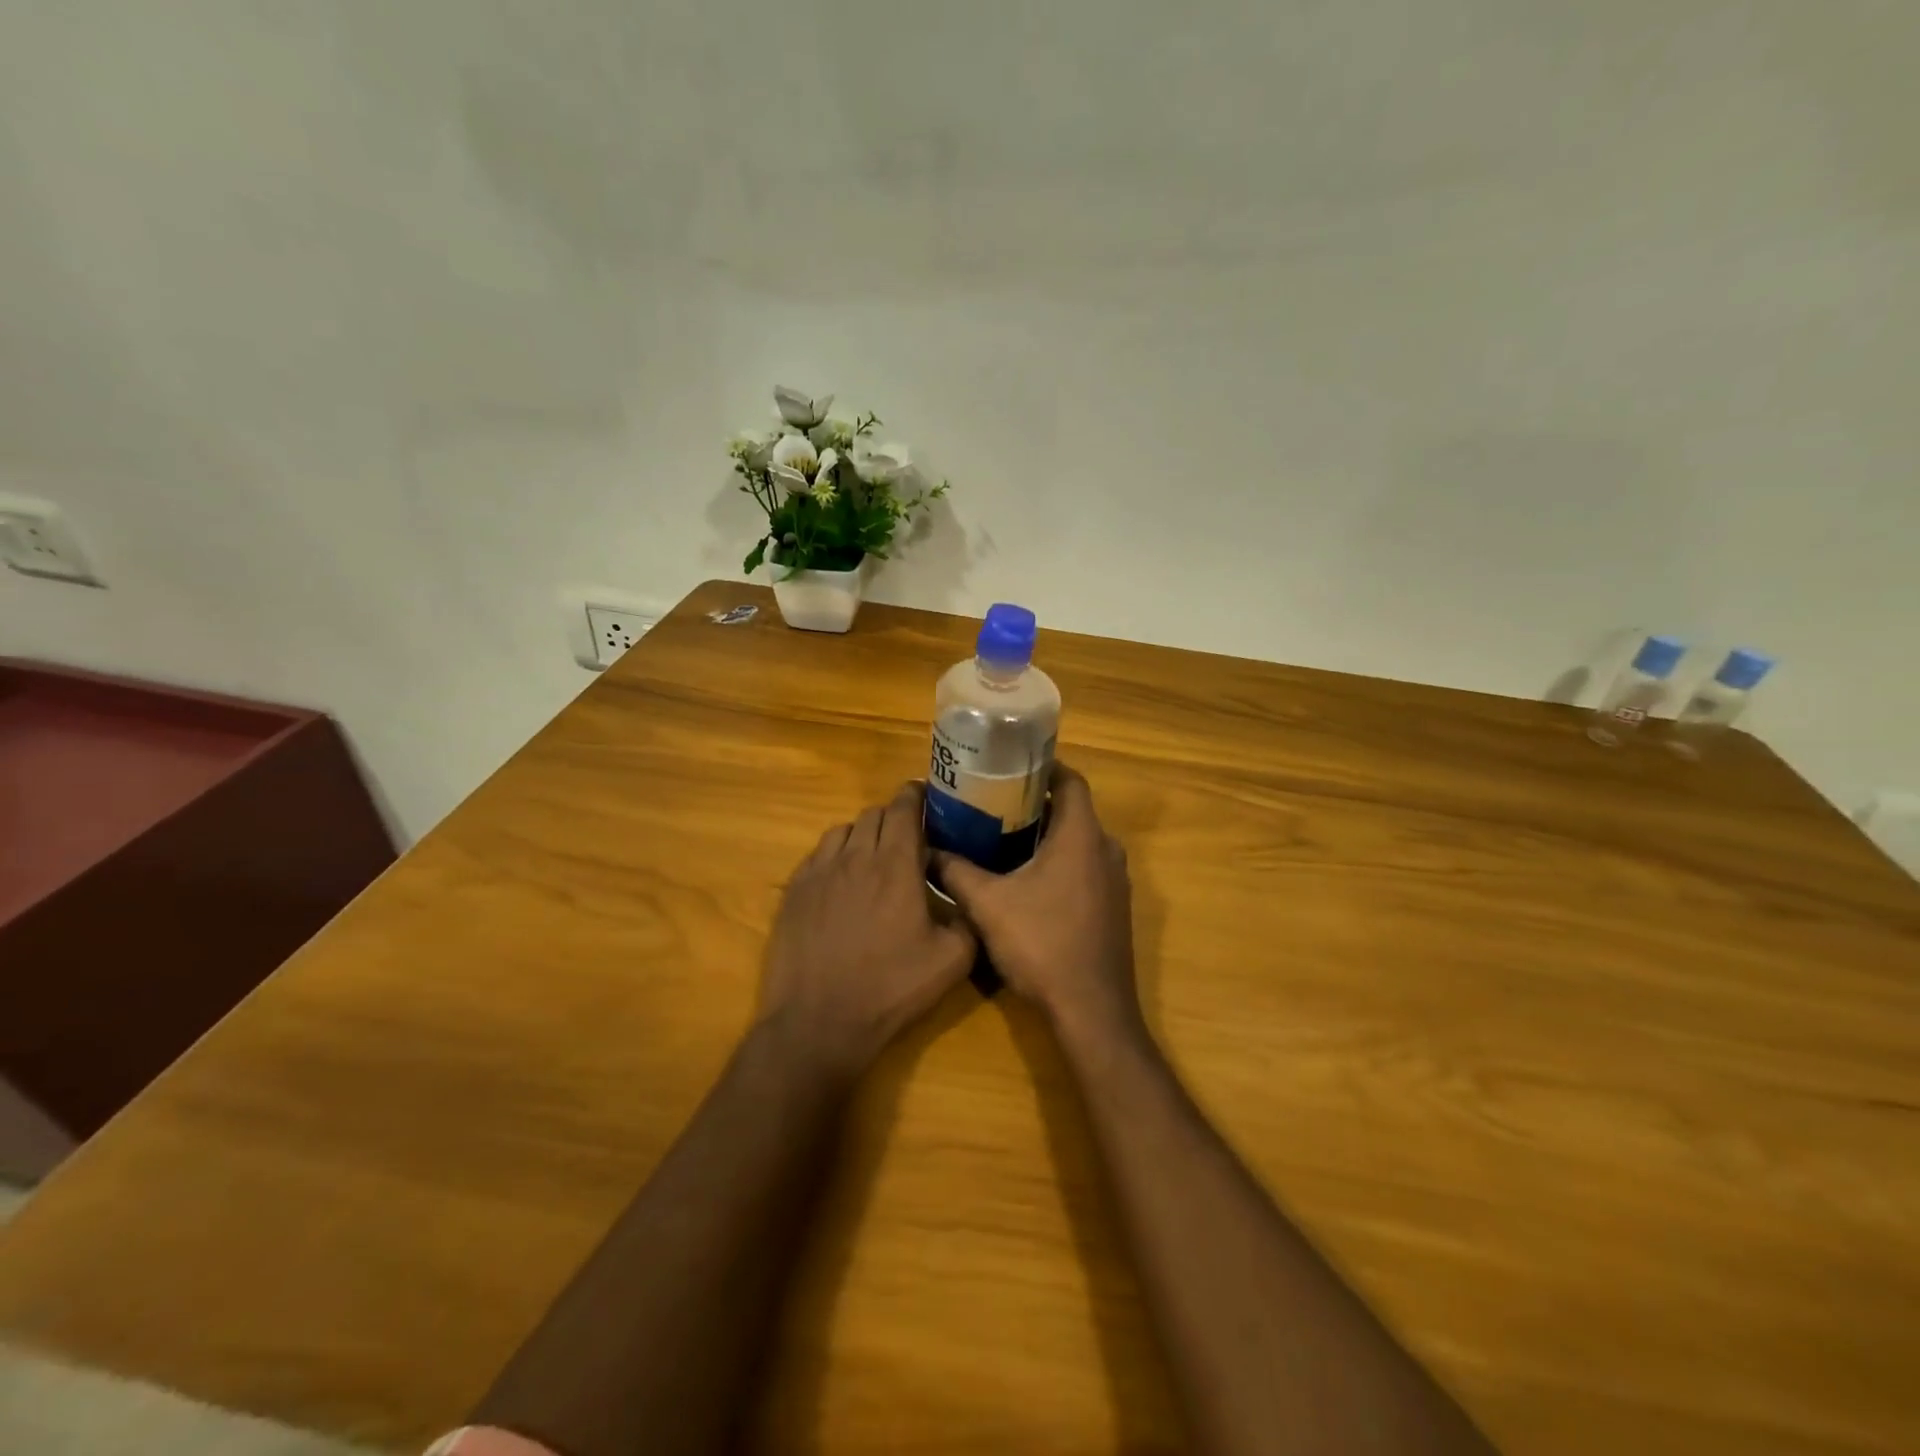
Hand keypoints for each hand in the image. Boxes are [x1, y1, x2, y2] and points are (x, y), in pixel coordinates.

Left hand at [759, 782, 976, 1079]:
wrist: (819, 1021)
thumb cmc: (890, 989)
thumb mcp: (951, 961)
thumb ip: (968, 920)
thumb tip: (969, 899)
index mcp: (895, 865)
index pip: (903, 809)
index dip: (915, 795)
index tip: (925, 796)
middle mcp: (855, 857)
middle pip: (873, 814)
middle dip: (893, 816)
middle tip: (907, 836)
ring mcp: (818, 872)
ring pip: (843, 830)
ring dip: (862, 834)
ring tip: (873, 856)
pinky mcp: (793, 891)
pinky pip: (817, 854)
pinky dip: (835, 854)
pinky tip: (841, 879)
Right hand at [932, 765, 1142, 1045]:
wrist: (1091, 1010)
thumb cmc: (1042, 944)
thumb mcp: (987, 905)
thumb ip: (956, 872)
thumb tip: (927, 852)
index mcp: (1082, 836)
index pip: (1070, 781)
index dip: (1044, 768)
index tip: (1011, 766)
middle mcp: (1106, 850)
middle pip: (1073, 810)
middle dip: (1036, 803)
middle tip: (995, 803)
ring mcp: (1115, 882)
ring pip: (1080, 841)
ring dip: (1048, 835)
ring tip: (1003, 837)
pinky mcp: (1114, 908)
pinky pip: (1086, 868)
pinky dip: (1060, 862)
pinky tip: (1027, 881)